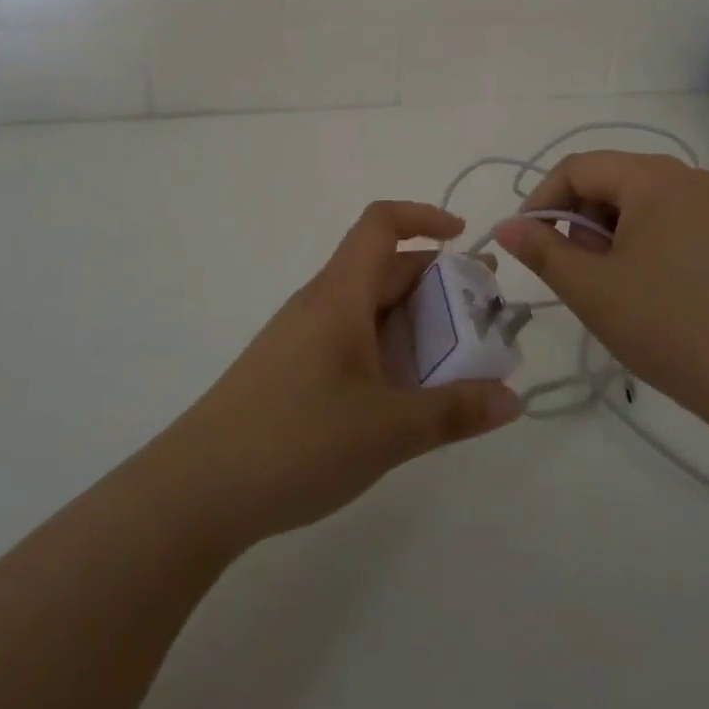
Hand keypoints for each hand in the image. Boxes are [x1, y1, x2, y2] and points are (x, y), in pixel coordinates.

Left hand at [143, 202, 520, 552]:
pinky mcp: (291, 370)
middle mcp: (321, 303)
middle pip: (384, 268)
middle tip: (483, 313)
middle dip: (437, 281)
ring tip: (456, 358)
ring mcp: (302, 336)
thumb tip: (513, 399)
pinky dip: (388, 348)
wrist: (195, 492)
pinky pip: (351, 338)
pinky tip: (403, 394)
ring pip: (369, 307)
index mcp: (341, 294)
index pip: (381, 223)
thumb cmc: (297, 441)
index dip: (424, 217)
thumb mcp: (388, 430)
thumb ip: (453, 411)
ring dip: (414, 320)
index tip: (463, 238)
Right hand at [495, 152, 708, 451]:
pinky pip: (667, 223)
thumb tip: (506, 227)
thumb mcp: (593, 289)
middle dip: (577, 220)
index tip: (526, 243)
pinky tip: (642, 291)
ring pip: (637, 204)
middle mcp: (686, 178)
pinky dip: (639, 246)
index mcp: (653, 176)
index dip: (542, 200)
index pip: (577, 168)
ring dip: (607, 236)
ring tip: (606, 288)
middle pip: (609, 181)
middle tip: (571, 273)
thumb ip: (542, 250)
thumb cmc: (672, 326)